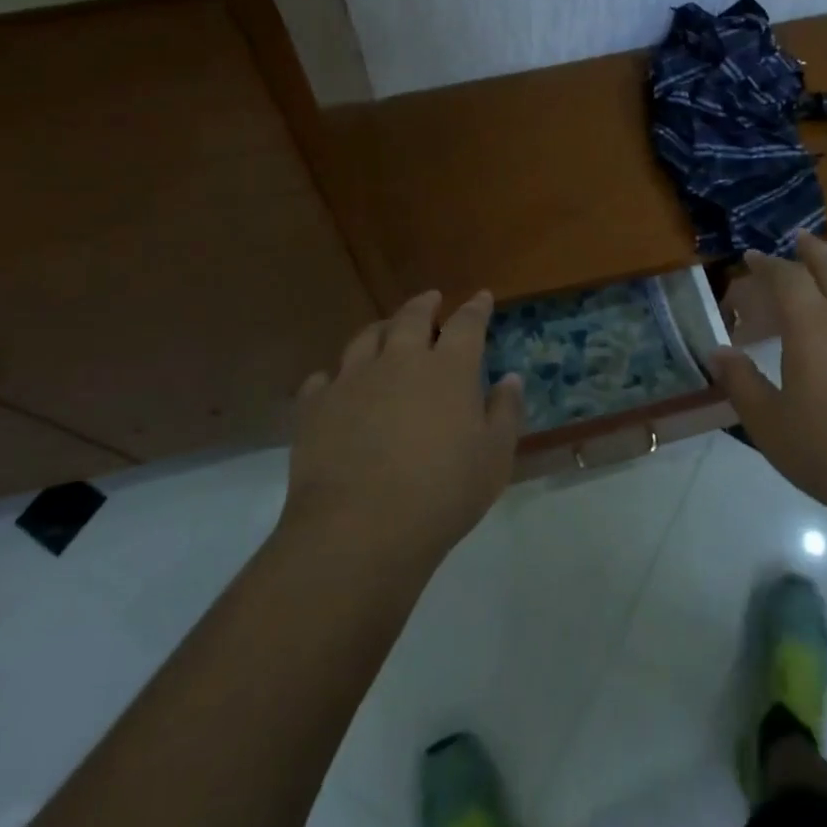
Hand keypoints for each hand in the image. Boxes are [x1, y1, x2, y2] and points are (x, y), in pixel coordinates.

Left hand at [282, 291, 523, 568]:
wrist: (359, 529)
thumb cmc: (442, 494)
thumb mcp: (494, 458)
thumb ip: (505, 412)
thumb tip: (510, 378)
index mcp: (448, 369)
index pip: (466, 324)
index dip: (476, 308)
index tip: (481, 297)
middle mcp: (400, 360)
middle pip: (412, 317)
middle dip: (425, 304)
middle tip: (431, 299)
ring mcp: (352, 379)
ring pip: (366, 338)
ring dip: (381, 329)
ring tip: (386, 329)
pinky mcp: (315, 405)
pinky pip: (323, 378)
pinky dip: (334, 376)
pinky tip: (336, 383)